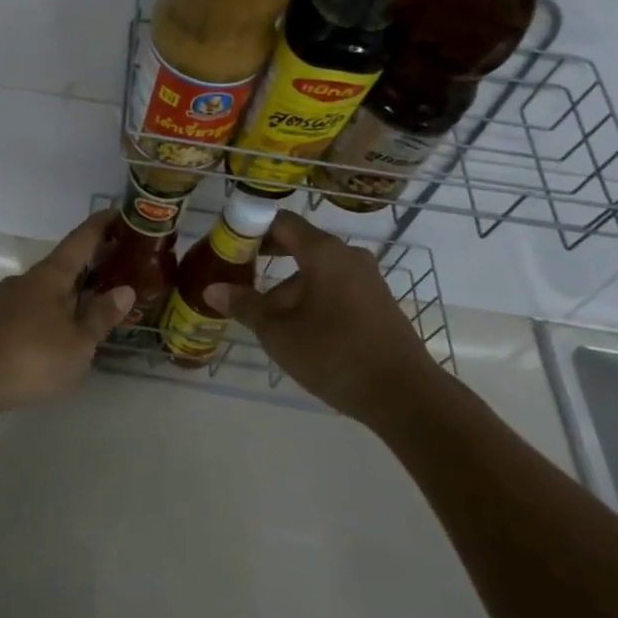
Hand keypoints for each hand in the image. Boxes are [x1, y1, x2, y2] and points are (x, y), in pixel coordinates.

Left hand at [0, 210, 134, 412]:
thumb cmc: (31, 356)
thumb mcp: (77, 342)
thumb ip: (101, 316)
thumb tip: (125, 289)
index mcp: (51, 275)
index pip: (81, 239)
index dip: (101, 224)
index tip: (119, 212)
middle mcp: (27, 279)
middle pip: (64, 263)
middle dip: (89, 262)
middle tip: (117, 264)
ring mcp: (6, 299)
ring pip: (46, 287)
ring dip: (69, 289)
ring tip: (92, 303)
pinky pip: (32, 306)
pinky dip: (51, 309)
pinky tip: (58, 331)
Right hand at [202, 210, 439, 418]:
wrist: (406, 396)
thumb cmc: (335, 353)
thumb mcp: (278, 332)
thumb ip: (245, 306)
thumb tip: (211, 290)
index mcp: (323, 251)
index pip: (281, 221)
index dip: (251, 227)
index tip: (228, 243)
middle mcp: (348, 256)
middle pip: (299, 245)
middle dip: (267, 258)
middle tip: (238, 274)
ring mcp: (367, 279)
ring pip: (317, 270)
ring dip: (288, 285)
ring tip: (264, 314)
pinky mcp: (378, 303)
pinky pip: (336, 287)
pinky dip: (312, 297)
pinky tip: (299, 329)